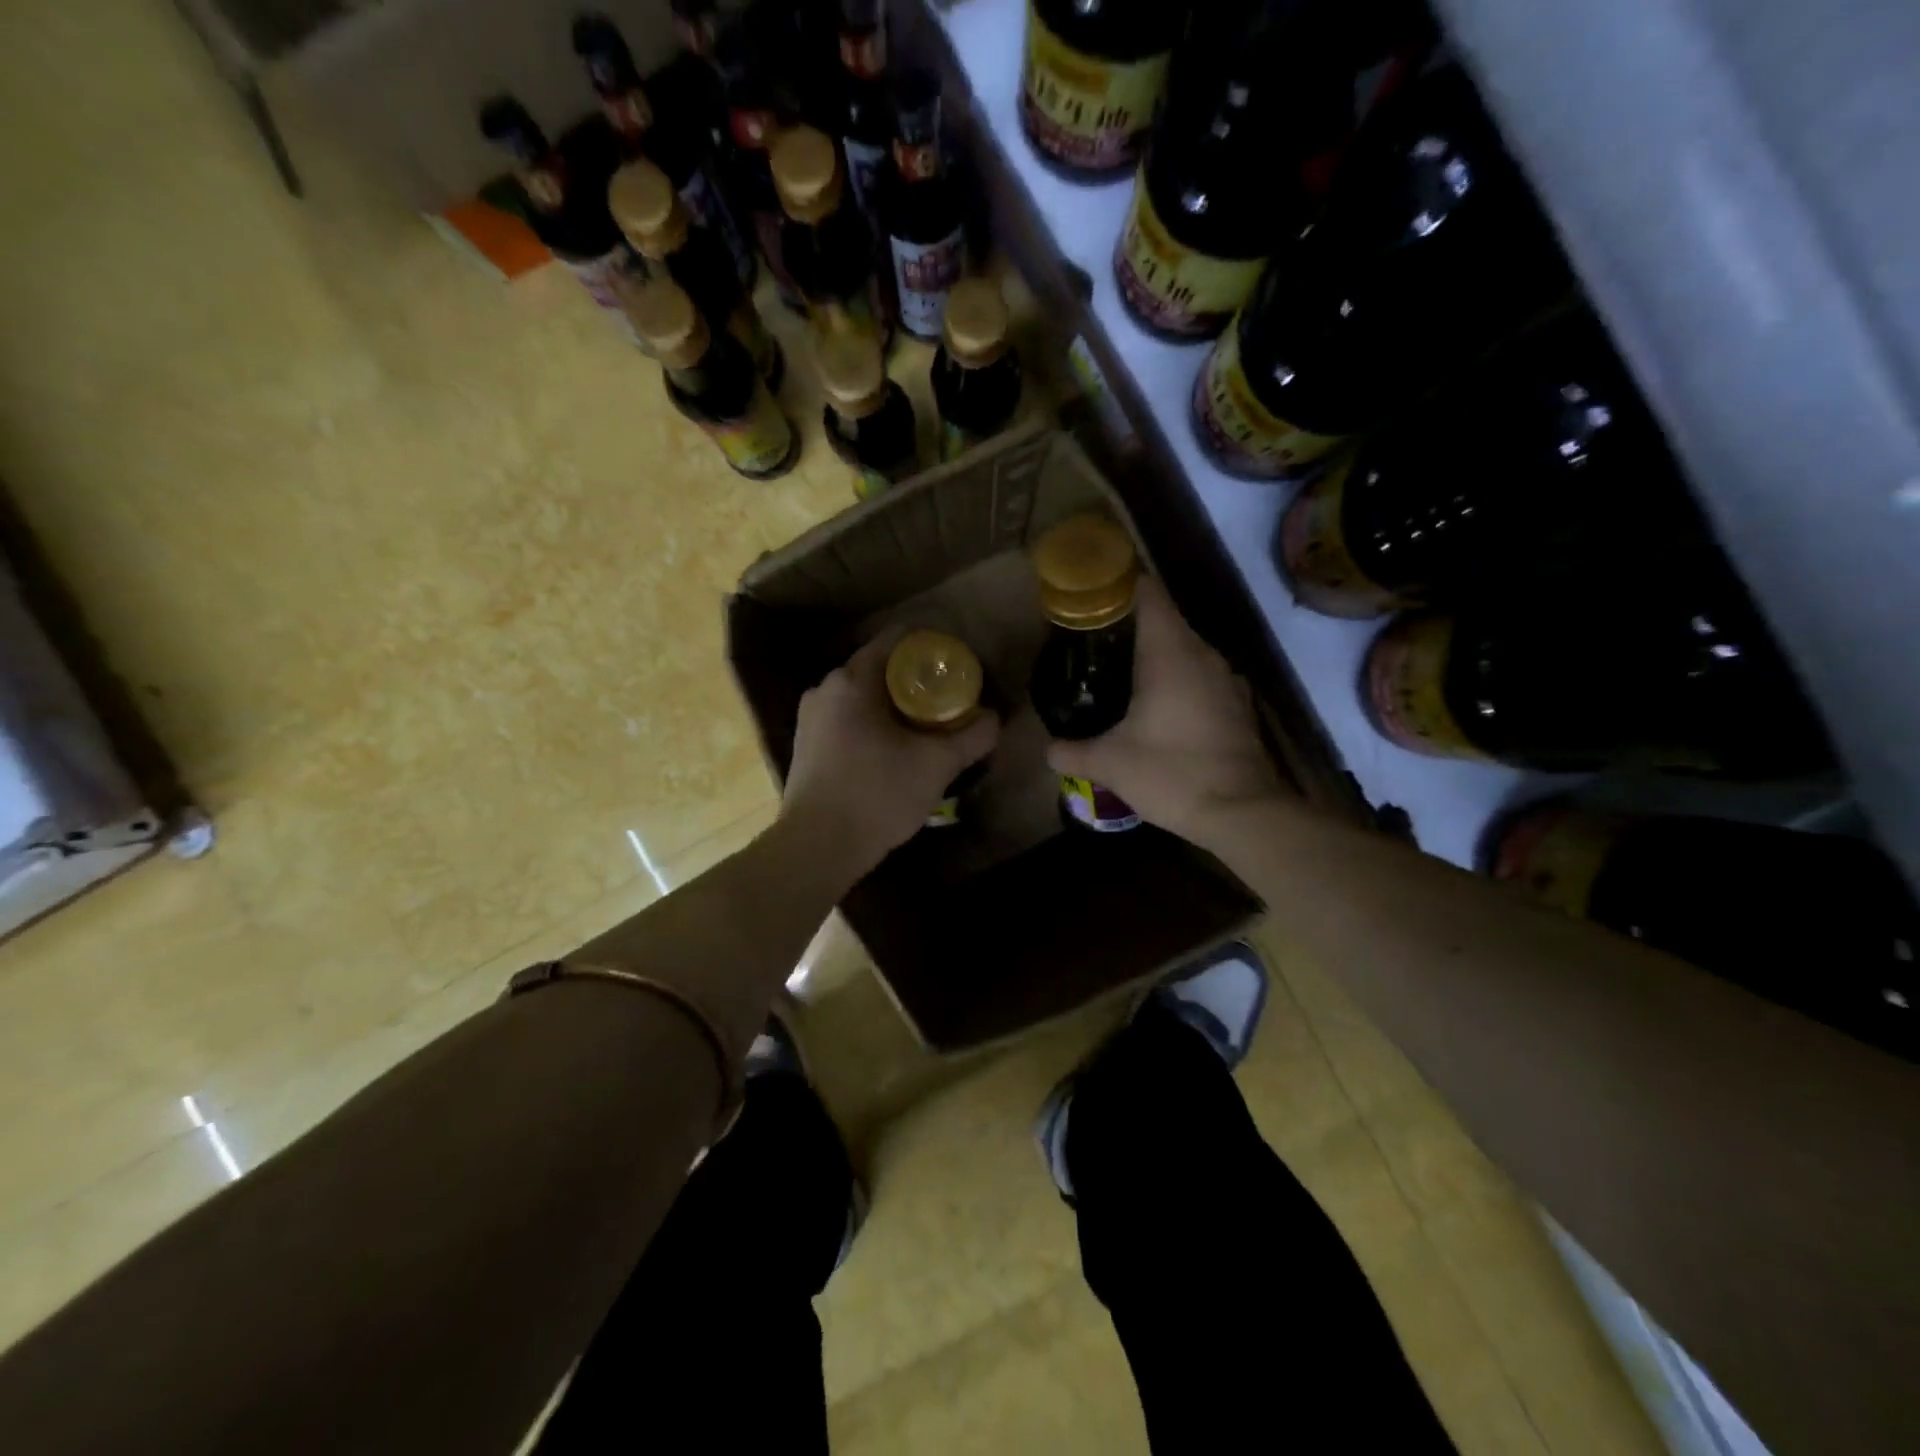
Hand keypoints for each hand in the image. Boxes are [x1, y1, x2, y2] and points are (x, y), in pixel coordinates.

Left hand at [782, 628, 1000, 875]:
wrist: (818, 848)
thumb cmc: (877, 795)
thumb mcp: (937, 765)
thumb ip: (972, 736)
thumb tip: (994, 718)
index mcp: (852, 680)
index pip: (897, 639)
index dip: (932, 646)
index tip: (958, 664)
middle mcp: (825, 689)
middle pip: (880, 668)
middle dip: (917, 680)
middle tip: (950, 699)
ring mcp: (811, 718)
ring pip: (863, 696)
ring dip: (895, 705)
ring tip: (928, 726)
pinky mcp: (806, 745)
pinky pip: (848, 719)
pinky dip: (874, 724)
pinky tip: (895, 750)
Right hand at [1047, 576, 1288, 843]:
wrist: (1242, 813)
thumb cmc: (1172, 773)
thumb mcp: (1109, 764)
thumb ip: (1071, 751)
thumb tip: (1047, 749)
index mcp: (1170, 652)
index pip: (1148, 594)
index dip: (1118, 586)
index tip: (1090, 597)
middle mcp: (1203, 654)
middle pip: (1164, 620)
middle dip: (1128, 625)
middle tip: (1090, 642)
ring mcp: (1225, 679)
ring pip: (1183, 649)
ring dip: (1154, 654)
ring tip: (1117, 672)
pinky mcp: (1236, 704)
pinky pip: (1199, 675)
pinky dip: (1175, 679)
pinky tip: (1154, 705)